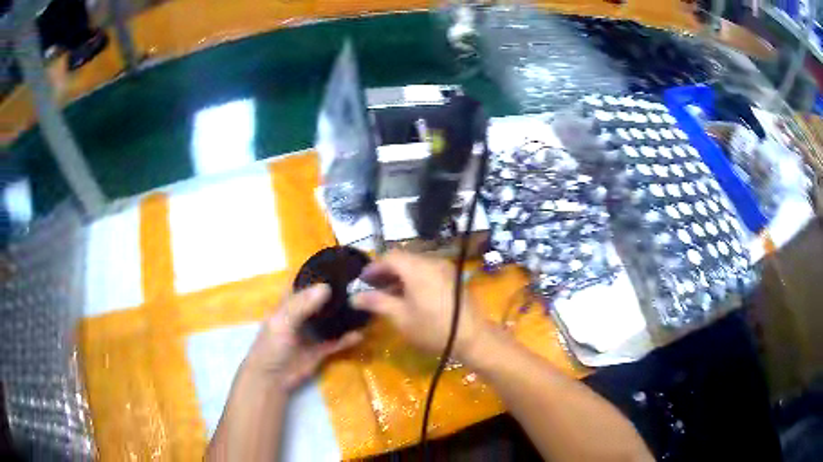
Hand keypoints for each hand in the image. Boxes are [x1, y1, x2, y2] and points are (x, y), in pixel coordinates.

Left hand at [242, 284, 361, 390]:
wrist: (272, 378)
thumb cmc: (271, 346)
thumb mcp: (282, 322)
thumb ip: (301, 305)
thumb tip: (326, 287)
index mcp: (289, 304)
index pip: (302, 283)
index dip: (316, 274)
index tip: (338, 264)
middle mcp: (302, 315)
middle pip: (320, 300)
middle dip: (336, 293)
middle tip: (359, 284)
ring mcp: (312, 333)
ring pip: (331, 320)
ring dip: (344, 315)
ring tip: (364, 305)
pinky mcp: (320, 350)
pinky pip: (337, 342)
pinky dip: (348, 339)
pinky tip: (361, 334)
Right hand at [351, 250, 486, 359]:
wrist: (472, 337)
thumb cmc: (432, 328)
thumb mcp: (400, 317)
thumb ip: (376, 302)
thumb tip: (354, 297)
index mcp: (417, 267)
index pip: (389, 256)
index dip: (373, 267)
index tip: (362, 281)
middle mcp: (432, 261)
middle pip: (403, 258)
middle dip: (385, 271)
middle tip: (372, 287)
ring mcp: (445, 268)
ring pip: (416, 264)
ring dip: (399, 275)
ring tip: (388, 293)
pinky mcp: (452, 277)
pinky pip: (427, 270)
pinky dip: (414, 278)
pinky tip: (408, 295)